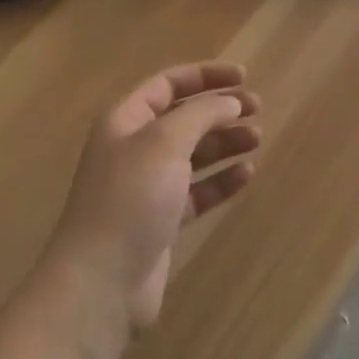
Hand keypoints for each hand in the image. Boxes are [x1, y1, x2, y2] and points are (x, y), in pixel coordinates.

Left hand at [43, 62, 261, 339]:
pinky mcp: (161, 220)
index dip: (206, 75)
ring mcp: (147, 186)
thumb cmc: (130, 198)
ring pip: (193, 153)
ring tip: (257, 139)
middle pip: (183, 117)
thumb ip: (201, 114)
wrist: (101, 282)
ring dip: (225, 143)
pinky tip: (246, 174)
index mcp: (126, 119)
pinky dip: (221, 180)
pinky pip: (197, 190)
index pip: (169, 84)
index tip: (244, 76)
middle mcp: (135, 147)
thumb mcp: (165, 142)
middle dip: (220, 109)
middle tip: (257, 108)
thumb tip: (230, 102)